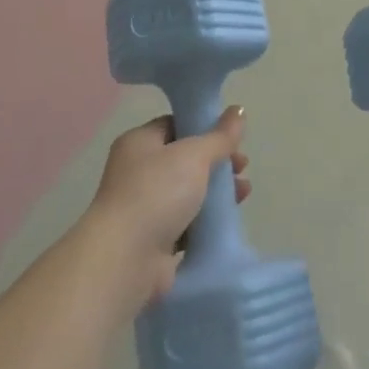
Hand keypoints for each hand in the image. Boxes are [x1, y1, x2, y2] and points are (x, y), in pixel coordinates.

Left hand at [86, 107, 248, 305]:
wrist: (126, 258)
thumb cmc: (157, 193)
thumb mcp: (193, 155)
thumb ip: (219, 136)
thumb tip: (239, 110)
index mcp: (138, 142)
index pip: (174, 125)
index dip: (204, 128)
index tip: (232, 138)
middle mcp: (136, 172)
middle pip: (184, 160)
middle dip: (216, 163)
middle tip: (243, 168)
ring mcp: (143, 207)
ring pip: (187, 193)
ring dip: (215, 192)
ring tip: (243, 194)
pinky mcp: (152, 239)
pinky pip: (185, 223)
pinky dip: (205, 221)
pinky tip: (226, 221)